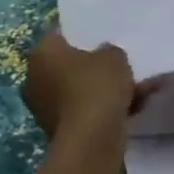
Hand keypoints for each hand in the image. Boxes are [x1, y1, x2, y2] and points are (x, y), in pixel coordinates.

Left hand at [20, 28, 158, 140]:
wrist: (91, 139)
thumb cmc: (97, 86)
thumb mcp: (114, 56)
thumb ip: (109, 50)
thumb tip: (103, 55)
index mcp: (42, 53)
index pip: (60, 34)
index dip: (82, 34)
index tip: (102, 36)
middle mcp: (35, 78)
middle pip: (69, 64)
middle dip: (94, 65)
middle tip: (120, 63)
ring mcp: (44, 106)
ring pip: (80, 89)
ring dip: (105, 89)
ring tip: (139, 88)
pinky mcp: (58, 129)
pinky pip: (85, 110)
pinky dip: (104, 108)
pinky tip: (135, 107)